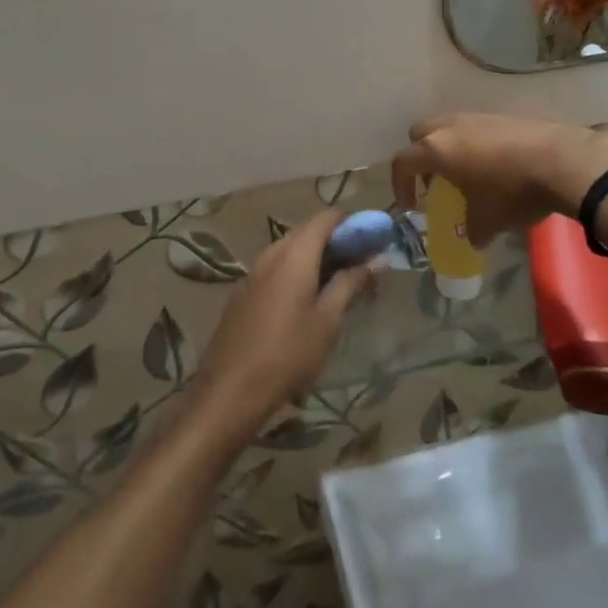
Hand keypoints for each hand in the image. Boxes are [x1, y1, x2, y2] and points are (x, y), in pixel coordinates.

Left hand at [190, 212, 373, 439]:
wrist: (230, 389)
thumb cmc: (288, 353)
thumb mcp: (328, 321)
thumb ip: (351, 283)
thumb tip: (378, 260)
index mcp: (294, 254)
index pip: (325, 218)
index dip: (351, 223)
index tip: (372, 240)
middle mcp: (272, 253)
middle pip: (307, 232)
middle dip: (336, 242)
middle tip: (361, 265)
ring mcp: (254, 271)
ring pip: (291, 250)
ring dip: (316, 258)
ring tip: (338, 285)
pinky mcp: (244, 291)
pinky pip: (276, 268)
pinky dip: (296, 272)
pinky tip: (307, 301)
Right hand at [391, 113, 607, 247]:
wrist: (561, 161)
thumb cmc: (512, 192)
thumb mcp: (488, 221)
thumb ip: (472, 230)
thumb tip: (473, 238)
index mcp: (437, 150)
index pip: (402, 162)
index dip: (400, 185)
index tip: (411, 206)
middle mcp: (450, 127)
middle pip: (420, 134)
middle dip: (422, 157)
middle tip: (436, 182)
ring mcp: (476, 117)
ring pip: (449, 127)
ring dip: (449, 149)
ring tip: (467, 175)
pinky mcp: (501, 116)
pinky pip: (475, 128)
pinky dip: (474, 144)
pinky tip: (495, 166)